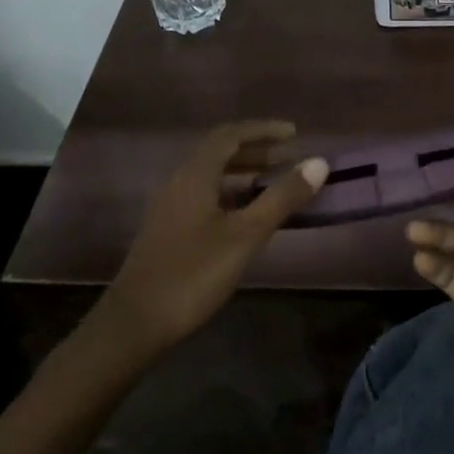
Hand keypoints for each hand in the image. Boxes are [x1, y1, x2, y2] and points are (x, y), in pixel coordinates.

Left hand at [99, 121, 327, 355]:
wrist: (134, 323)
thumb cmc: (193, 273)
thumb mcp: (246, 235)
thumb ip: (282, 197)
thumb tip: (319, 163)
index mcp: (195, 174)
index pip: (231, 135)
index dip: (264, 130)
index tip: (294, 134)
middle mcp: (179, 181)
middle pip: (219, 152)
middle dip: (256, 150)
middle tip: (288, 159)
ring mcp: (169, 206)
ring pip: (210, 175)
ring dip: (243, 172)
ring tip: (273, 184)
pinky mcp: (167, 229)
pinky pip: (203, 195)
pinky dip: (230, 193)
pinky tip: (245, 217)